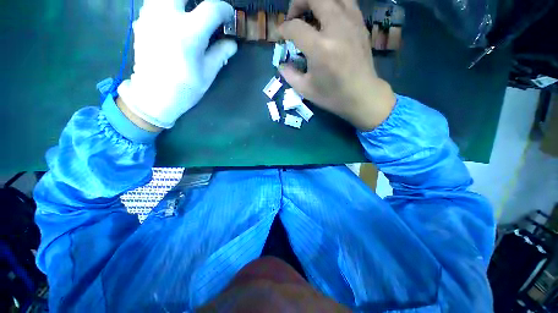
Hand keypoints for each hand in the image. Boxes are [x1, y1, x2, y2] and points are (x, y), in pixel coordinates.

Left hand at [117, 0, 237, 128]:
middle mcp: (167, 17)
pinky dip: (167, 6)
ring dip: (181, 2)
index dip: (224, 9)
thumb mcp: (208, 73)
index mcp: (189, 33)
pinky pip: (155, 2)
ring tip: (190, 13)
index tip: (228, 16)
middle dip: (199, 0)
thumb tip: (232, 43)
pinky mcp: (141, 22)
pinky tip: (173, 19)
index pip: (211, 8)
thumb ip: (220, 53)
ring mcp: (151, 17)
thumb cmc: (185, 88)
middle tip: (206, 10)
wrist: (153, 95)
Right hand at [279, 0, 395, 130]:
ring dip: (316, 1)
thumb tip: (281, 64)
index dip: (283, 29)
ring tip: (310, 14)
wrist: (362, 95)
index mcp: (320, 48)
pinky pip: (346, 2)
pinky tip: (327, 18)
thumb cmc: (332, 96)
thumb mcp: (305, 90)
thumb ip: (289, 74)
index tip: (280, 36)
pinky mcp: (360, 24)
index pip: (295, 27)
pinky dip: (333, 4)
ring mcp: (351, 23)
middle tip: (293, 18)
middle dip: (297, 3)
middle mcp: (336, 28)